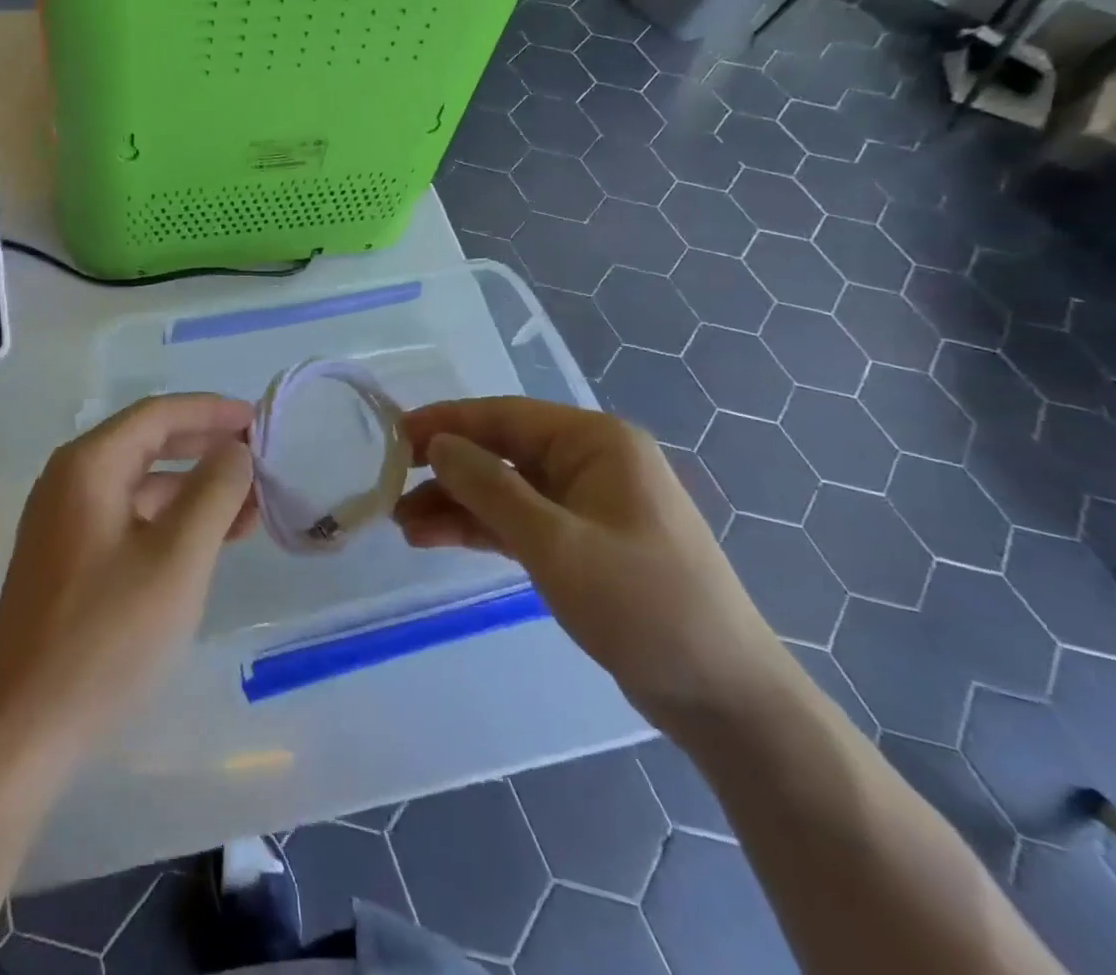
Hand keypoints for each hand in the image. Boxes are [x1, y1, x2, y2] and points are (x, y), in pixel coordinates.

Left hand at [0, 394, 256, 753]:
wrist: (22, 729)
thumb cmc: (106, 636)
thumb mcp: (177, 559)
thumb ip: (213, 493)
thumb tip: (235, 450)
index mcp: (89, 465)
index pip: (158, 413)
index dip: (211, 411)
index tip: (258, 419)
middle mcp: (70, 480)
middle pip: (148, 443)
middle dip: (205, 447)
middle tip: (259, 458)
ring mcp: (65, 521)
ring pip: (141, 485)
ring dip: (194, 489)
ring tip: (250, 508)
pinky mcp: (69, 559)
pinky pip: (129, 519)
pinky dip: (171, 521)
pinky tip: (209, 542)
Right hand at [393, 397, 790, 733]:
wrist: (725, 699)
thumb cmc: (644, 605)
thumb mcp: (555, 543)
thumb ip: (489, 488)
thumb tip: (437, 445)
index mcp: (595, 442)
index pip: (504, 416)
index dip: (446, 423)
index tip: (394, 436)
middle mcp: (590, 462)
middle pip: (500, 452)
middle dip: (446, 471)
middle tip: (390, 488)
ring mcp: (586, 504)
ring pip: (504, 489)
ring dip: (455, 504)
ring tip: (402, 526)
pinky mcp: (581, 543)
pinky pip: (518, 521)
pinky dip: (479, 528)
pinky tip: (434, 538)